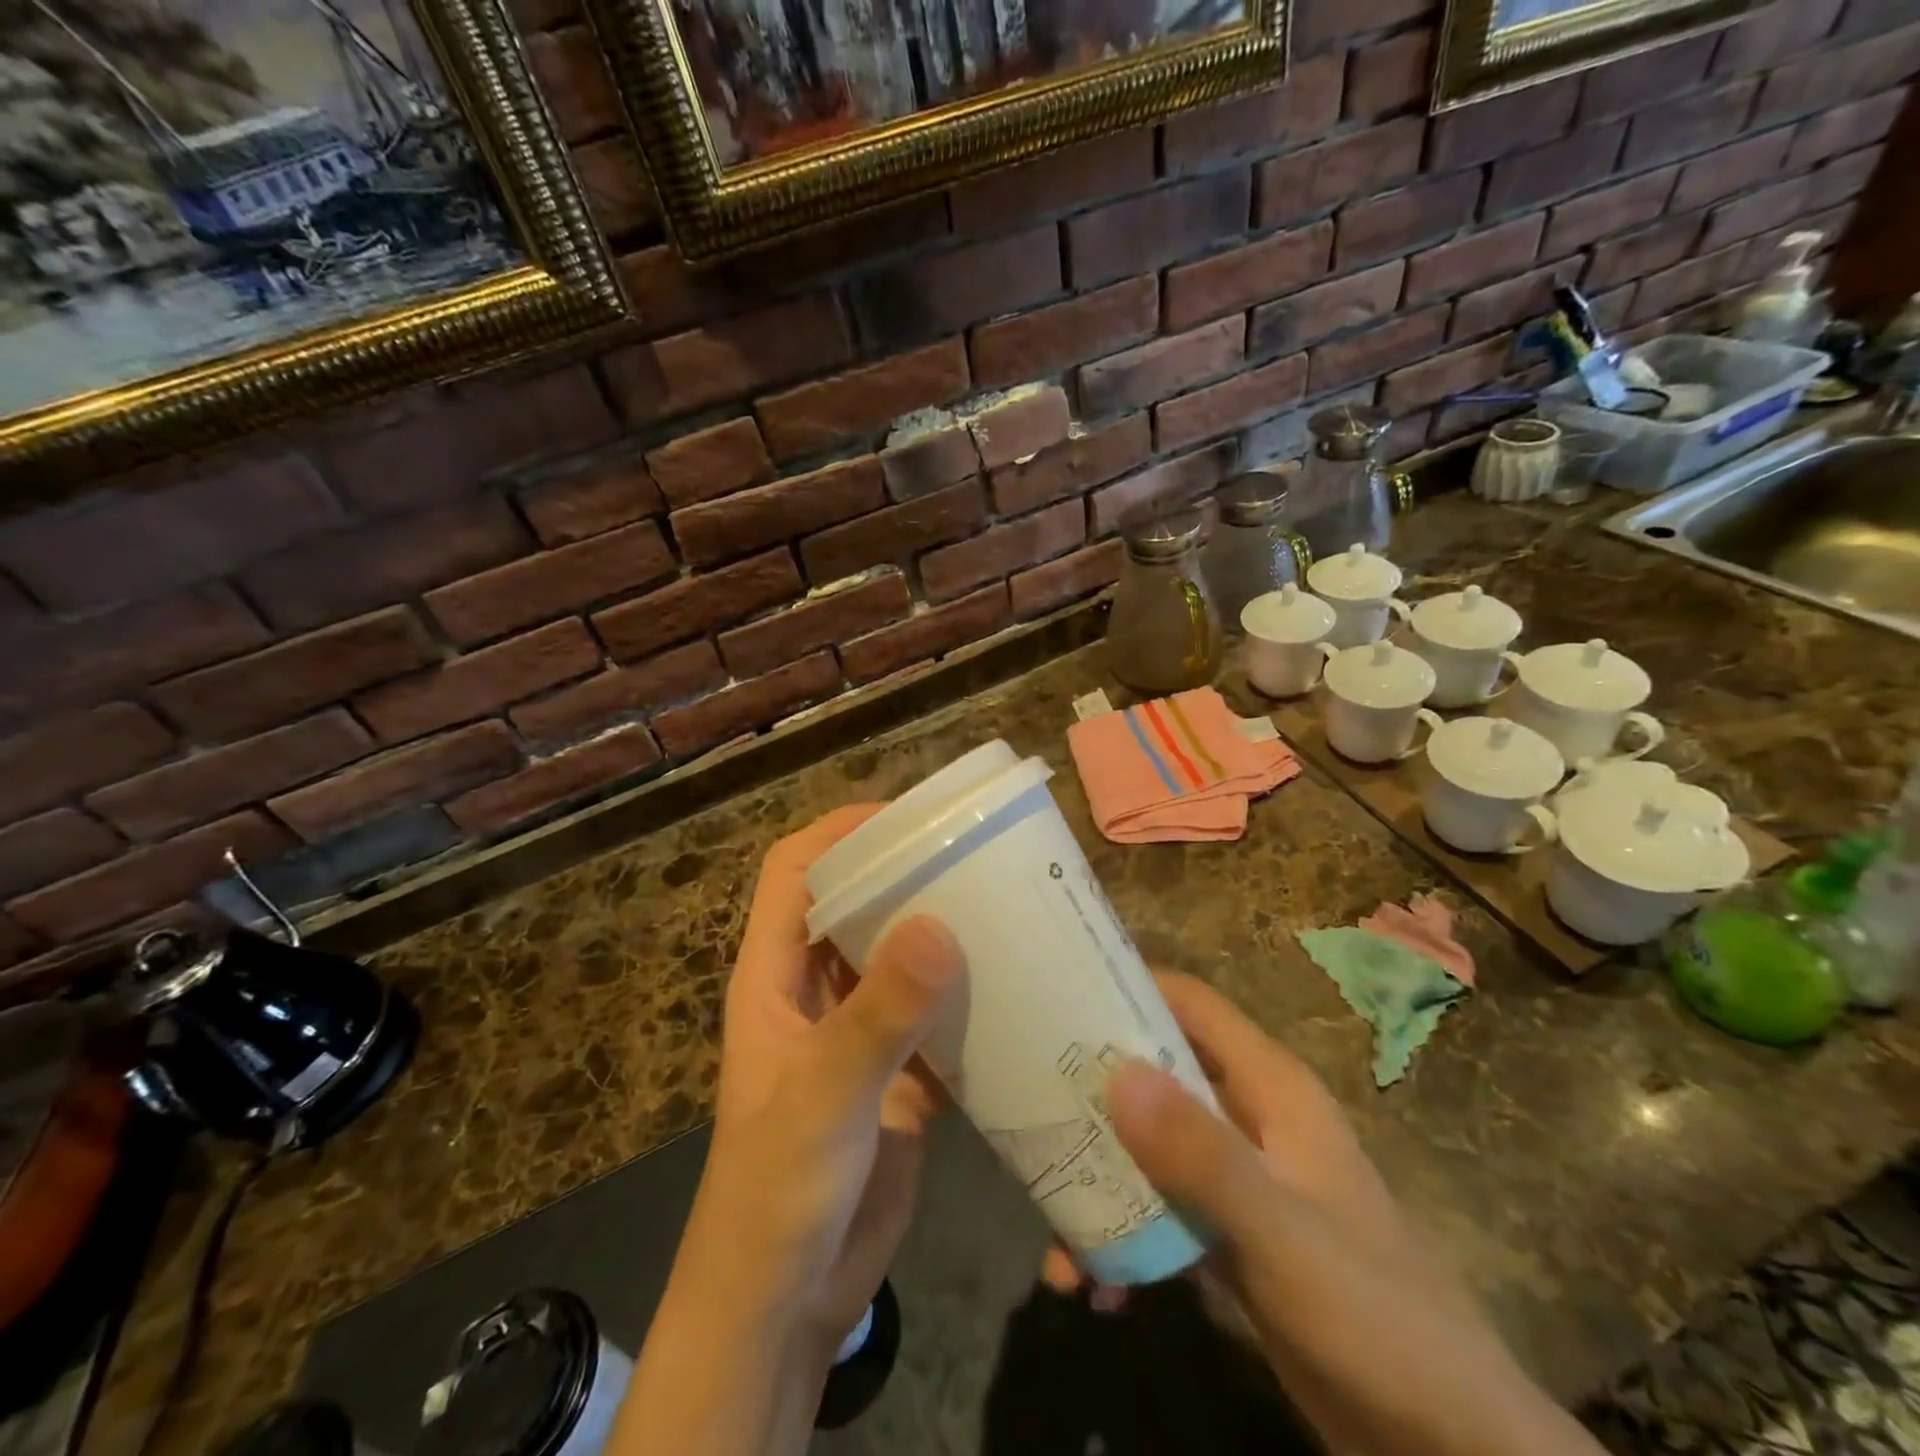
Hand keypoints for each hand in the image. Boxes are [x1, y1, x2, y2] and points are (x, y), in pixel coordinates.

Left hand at [614, 806, 963, 1455]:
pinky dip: (969, 996)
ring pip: (900, 958)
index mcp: (775, 976)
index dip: (840, 832)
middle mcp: (816, 991)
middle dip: (907, 874)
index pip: (794, 872)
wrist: (785, 1301)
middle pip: (856, 905)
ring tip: (1008, 905)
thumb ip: (879, 1015)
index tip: (907, 818)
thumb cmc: (777, 1189)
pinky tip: (1017, 984)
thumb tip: (940, 924)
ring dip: (943, 933)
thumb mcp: (824, 1096)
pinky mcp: (900, 1074)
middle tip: (977, 855)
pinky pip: (936, 1015)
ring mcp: (859, 1033)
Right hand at [1094, 974, 1603, 1455]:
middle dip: (1098, 1093)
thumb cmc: (1377, 1320)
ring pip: (1153, 1148)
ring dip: (1103, 1180)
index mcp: (1271, 1090)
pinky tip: (1097, 1287)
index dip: (1130, 987)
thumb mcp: (1282, 1235)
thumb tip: (1115, 1071)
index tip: (1060, 994)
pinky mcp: (1233, 1239)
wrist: (1453, 1453)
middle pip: (1160, 1074)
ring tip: (1054, 1232)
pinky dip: (1127, 1239)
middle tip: (1031, 1108)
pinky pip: (1162, 1214)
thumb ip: (1202, 1155)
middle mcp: (1251, 1120)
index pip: (1191, 1005)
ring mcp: (1241, 1182)